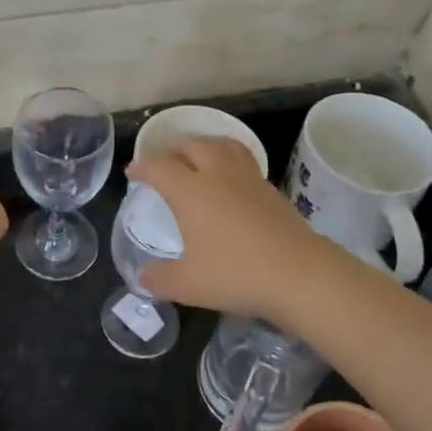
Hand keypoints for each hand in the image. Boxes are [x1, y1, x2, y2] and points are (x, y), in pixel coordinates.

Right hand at [127, 138, 340, 322]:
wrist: (299, 274)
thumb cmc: (235, 274)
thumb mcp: (188, 284)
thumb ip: (160, 279)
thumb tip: (142, 277)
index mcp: (189, 190)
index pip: (158, 166)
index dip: (142, 167)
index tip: (132, 173)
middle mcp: (216, 174)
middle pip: (191, 145)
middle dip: (172, 150)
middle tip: (164, 163)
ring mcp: (247, 178)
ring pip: (222, 145)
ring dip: (204, 146)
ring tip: (198, 159)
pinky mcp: (271, 189)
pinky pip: (244, 162)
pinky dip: (229, 162)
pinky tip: (230, 183)